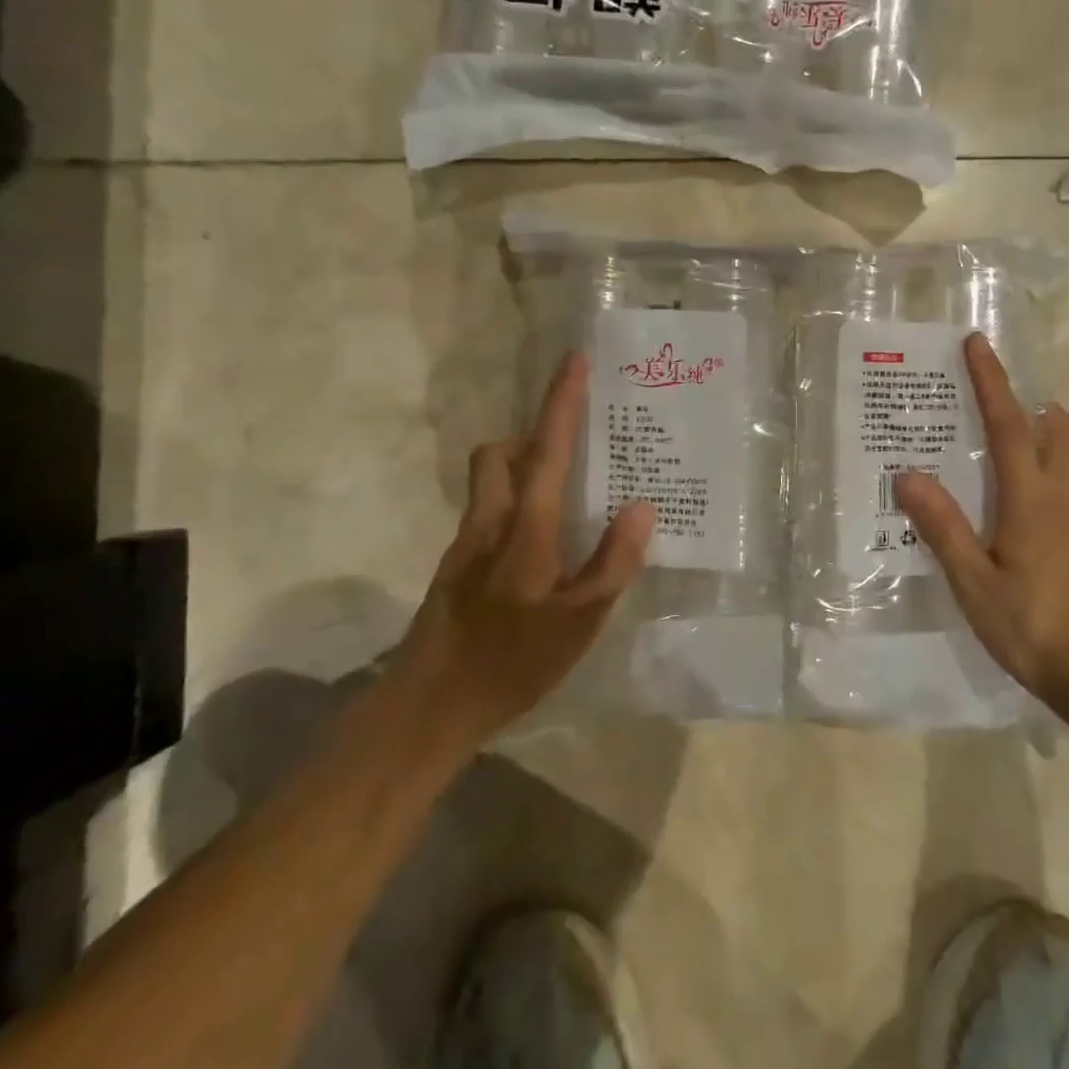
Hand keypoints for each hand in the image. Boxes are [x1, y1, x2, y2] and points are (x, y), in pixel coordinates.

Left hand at [396, 352, 654, 744]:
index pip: (547, 450)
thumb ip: (613, 563)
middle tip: (576, 447)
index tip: (574, 361)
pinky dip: (516, 505)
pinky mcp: (456, 567)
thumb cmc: (510, 663)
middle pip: (501, 454)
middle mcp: (489, 522)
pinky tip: (542, 547)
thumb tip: (641, 507)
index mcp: (524, 528)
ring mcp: (466, 544)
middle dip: (533, 436)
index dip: (561, 402)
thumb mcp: (579, 623)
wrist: (427, 708)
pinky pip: (489, 512)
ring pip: (491, 482)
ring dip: (523, 469)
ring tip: (569, 495)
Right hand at [893, 333, 1068, 726]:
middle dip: (1030, 401)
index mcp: (1032, 499)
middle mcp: (1064, 498)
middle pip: (1058, 430)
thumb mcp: (974, 582)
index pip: (1008, 425)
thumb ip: (942, 527)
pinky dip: (1057, 460)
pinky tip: (1034, 488)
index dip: (991, 381)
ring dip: (1050, 428)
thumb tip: (906, 473)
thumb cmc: (1034, 629)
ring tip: (1018, 429)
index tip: (977, 343)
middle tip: (997, 394)